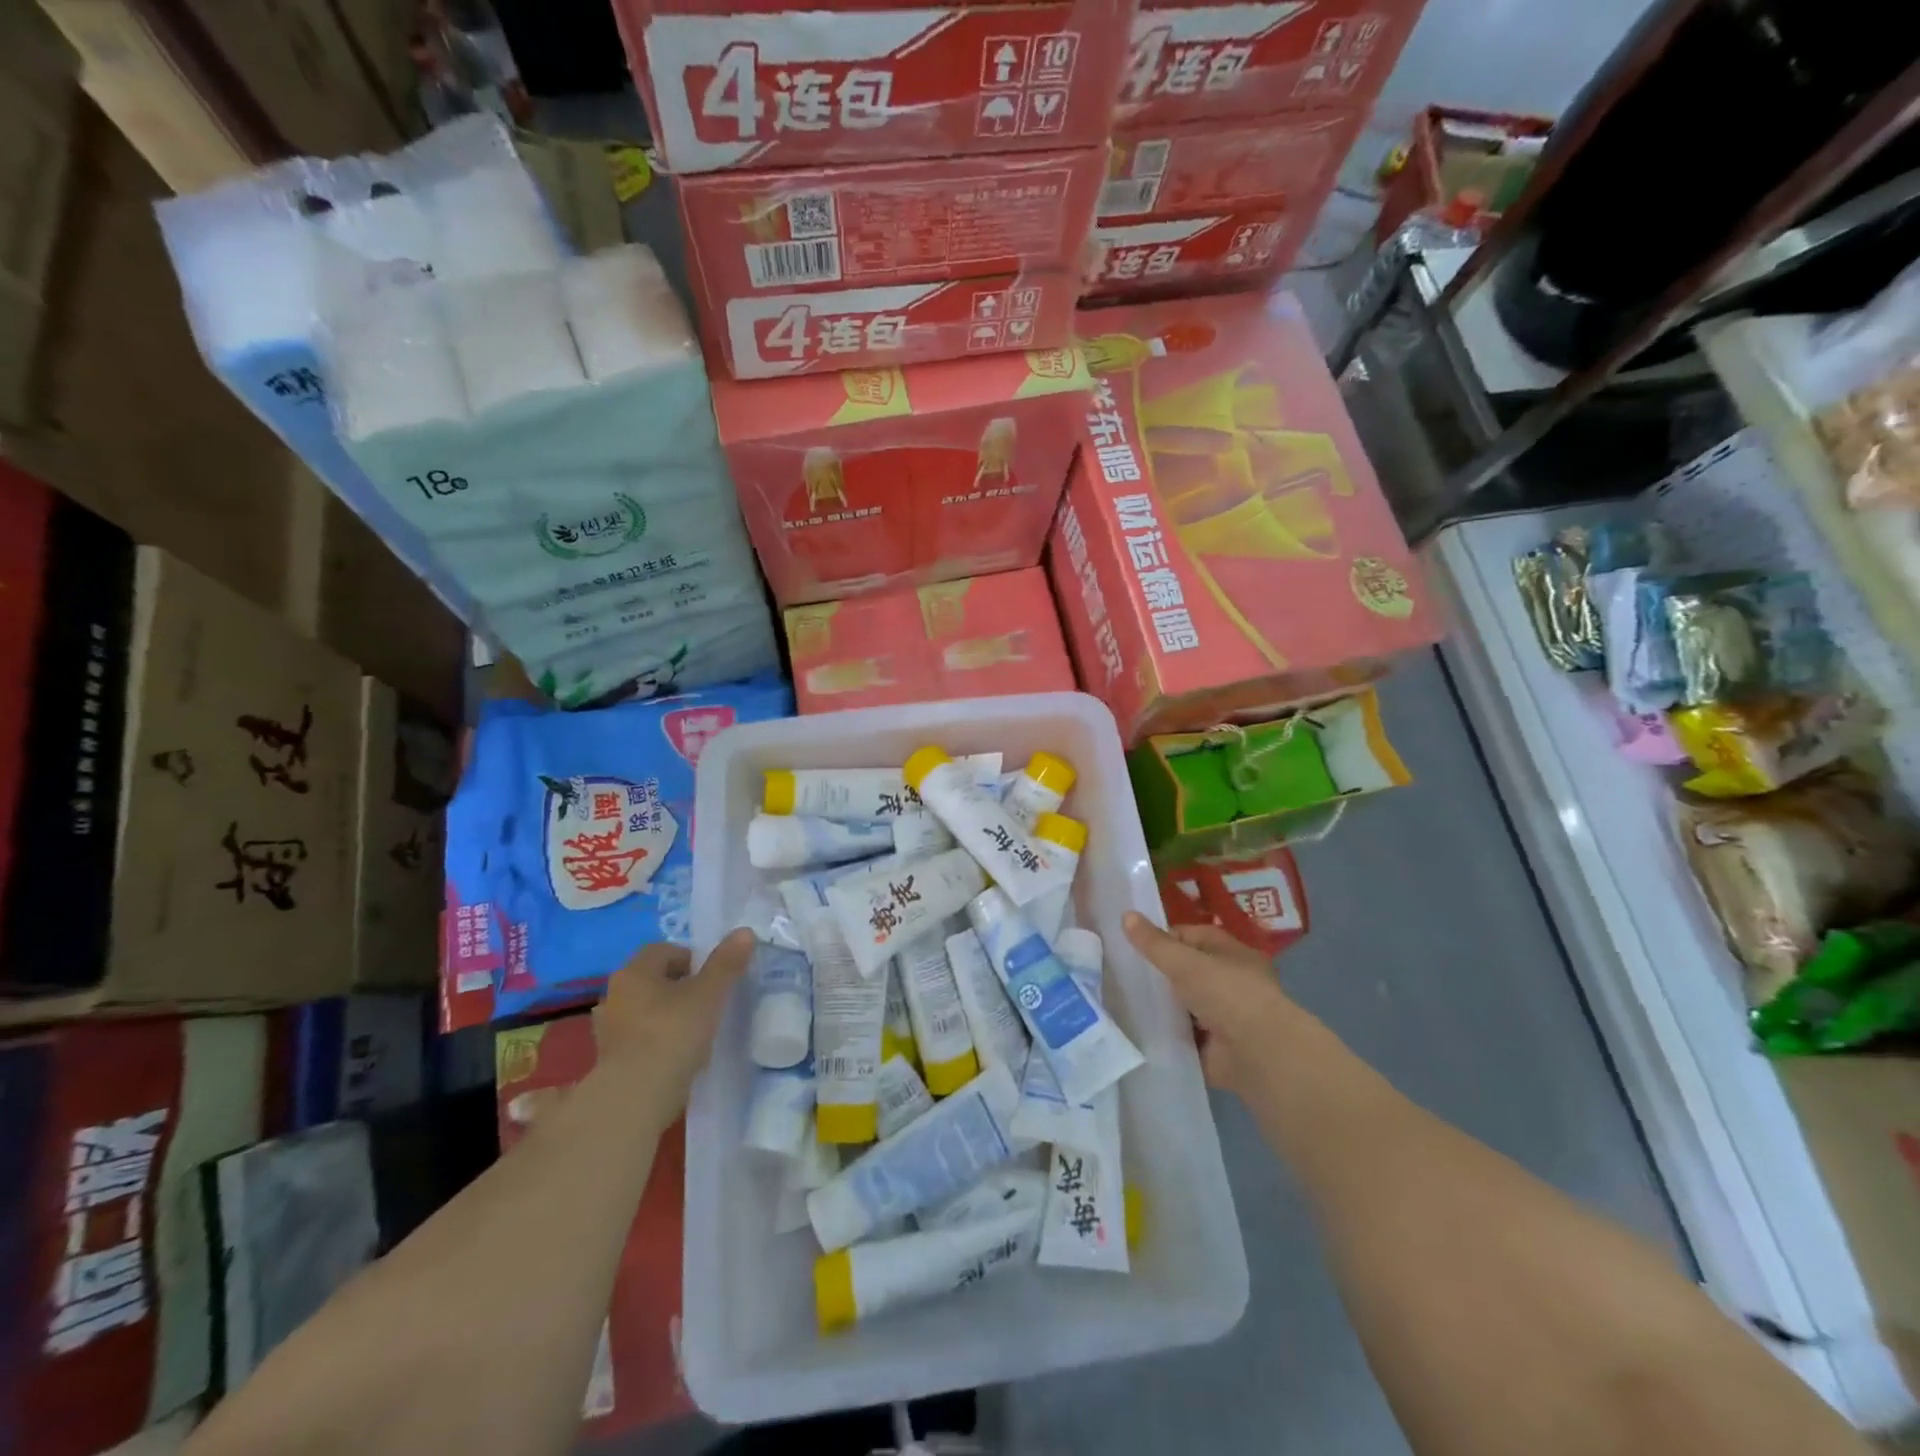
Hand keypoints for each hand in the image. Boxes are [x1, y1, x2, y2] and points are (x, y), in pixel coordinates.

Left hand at [591, 929, 755, 1112]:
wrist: (635, 1099)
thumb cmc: (673, 1034)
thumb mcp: (709, 995)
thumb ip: (726, 963)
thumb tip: (745, 931)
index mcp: (634, 972)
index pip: (663, 950)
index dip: (690, 958)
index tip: (712, 977)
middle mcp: (614, 994)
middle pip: (651, 979)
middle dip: (678, 986)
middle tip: (706, 1001)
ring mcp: (607, 1029)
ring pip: (643, 1009)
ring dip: (664, 1014)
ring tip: (693, 1030)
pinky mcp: (608, 1060)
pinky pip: (637, 1038)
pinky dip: (654, 1040)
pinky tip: (675, 1055)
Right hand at [1123, 912, 1299, 1096]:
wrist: (1259, 1054)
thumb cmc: (1226, 993)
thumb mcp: (1184, 962)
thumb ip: (1154, 943)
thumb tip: (1126, 914)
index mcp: (1230, 953)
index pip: (1190, 937)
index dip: (1161, 938)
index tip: (1130, 944)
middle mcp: (1230, 983)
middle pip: (1186, 972)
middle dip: (1158, 975)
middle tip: (1119, 974)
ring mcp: (1224, 1018)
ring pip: (1183, 1006)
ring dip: (1161, 1008)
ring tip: (1120, 1003)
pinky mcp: (1215, 1050)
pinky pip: (1184, 1038)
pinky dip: (1167, 1036)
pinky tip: (1137, 1033)